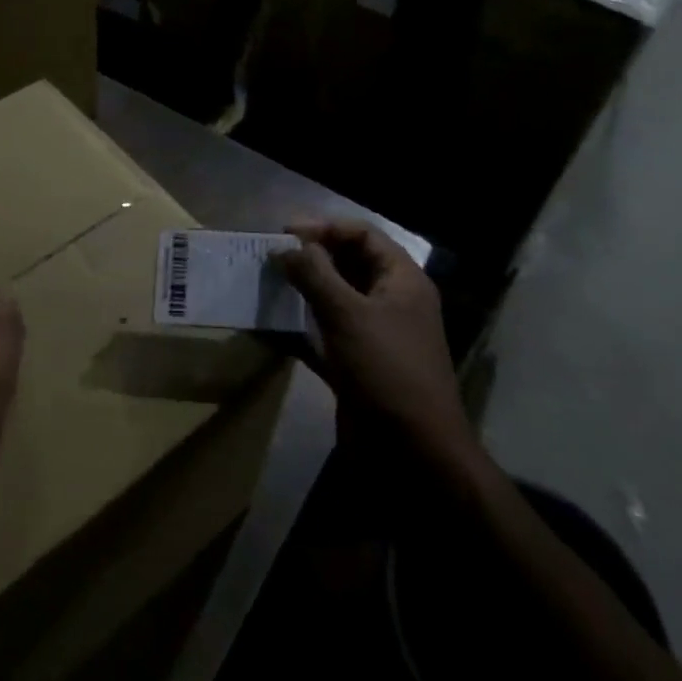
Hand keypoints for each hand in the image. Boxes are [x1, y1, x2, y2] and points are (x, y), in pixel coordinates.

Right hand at [278, 220, 469, 460]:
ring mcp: (374, 334)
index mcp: (401, 280)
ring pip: (335, 298)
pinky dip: (301, 326)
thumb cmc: (386, 370)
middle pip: (348, 263)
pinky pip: (326, 333)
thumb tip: (286, 247)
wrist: (413, 452)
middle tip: (271, 256)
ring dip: (304, 289)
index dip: (324, 228)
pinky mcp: (357, 363)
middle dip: (311, 256)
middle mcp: (391, 301)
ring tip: (268, 282)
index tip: (285, 234)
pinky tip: (272, 324)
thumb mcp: (348, 314)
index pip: (362, 235)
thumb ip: (315, 274)